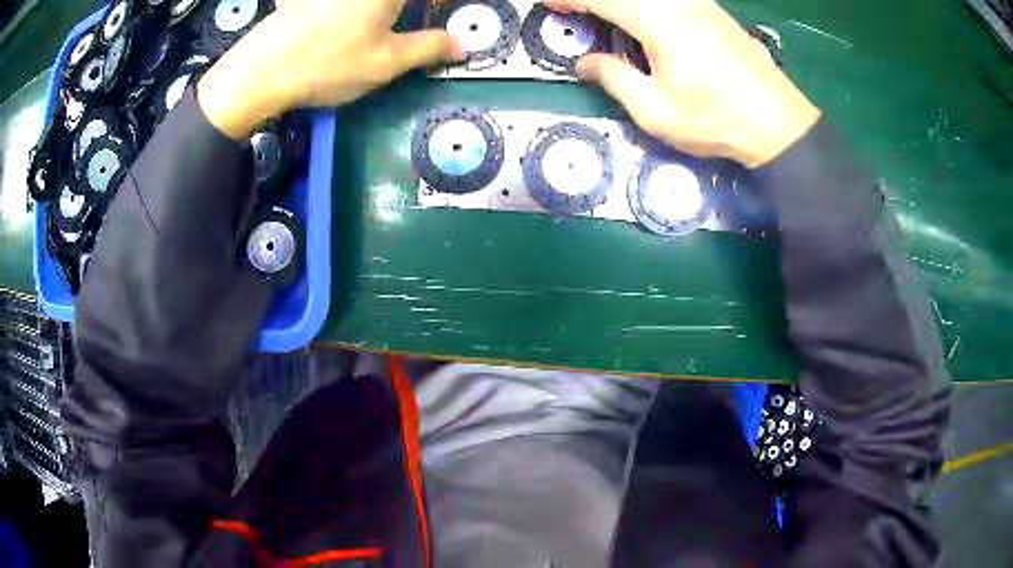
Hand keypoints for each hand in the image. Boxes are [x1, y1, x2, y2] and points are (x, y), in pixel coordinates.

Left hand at [198, 0, 463, 138]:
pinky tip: (339, 27)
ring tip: (380, 27)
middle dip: (409, 10)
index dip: (439, 5)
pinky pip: (337, 6)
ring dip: (383, 13)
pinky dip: (351, 13)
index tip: (444, 13)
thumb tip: (461, 45)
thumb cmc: (329, 64)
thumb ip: (428, 48)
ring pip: (372, 5)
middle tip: (411, 18)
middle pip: (393, 2)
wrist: (260, 71)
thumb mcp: (386, 63)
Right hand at [548, 0, 819, 167]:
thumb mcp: (656, 111)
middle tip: (574, 9)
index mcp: (658, 21)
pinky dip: (645, 3)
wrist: (778, 123)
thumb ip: (614, 79)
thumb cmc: (716, 120)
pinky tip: (642, 15)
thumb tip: (585, 63)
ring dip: (622, 2)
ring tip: (605, 14)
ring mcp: (698, 3)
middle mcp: (677, 2)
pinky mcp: (712, 10)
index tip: (550, 4)